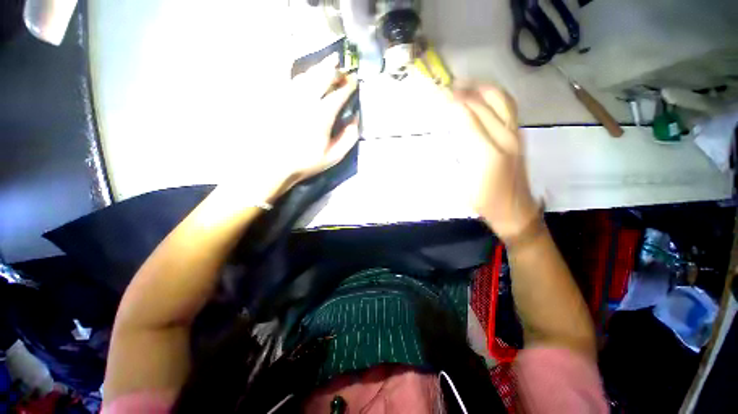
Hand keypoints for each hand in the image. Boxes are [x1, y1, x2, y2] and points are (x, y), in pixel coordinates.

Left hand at [221, 53, 358, 204]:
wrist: (275, 165)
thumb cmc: (306, 162)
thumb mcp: (334, 156)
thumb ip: (348, 138)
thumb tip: (355, 119)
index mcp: (322, 115)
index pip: (339, 93)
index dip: (349, 85)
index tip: (354, 82)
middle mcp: (306, 100)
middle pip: (323, 76)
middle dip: (335, 71)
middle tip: (341, 71)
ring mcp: (289, 97)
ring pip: (307, 75)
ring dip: (319, 69)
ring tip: (327, 67)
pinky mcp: (276, 98)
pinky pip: (288, 79)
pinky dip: (298, 72)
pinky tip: (302, 72)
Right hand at [448, 85, 538, 241]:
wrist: (515, 209)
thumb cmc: (484, 201)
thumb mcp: (463, 183)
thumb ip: (458, 155)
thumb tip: (451, 132)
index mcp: (487, 153)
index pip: (468, 118)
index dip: (453, 103)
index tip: (438, 94)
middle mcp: (504, 138)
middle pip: (483, 105)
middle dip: (463, 92)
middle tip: (446, 87)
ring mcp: (515, 134)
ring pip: (500, 100)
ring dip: (481, 88)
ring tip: (465, 84)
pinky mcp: (520, 135)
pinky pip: (508, 107)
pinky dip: (493, 95)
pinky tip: (482, 95)